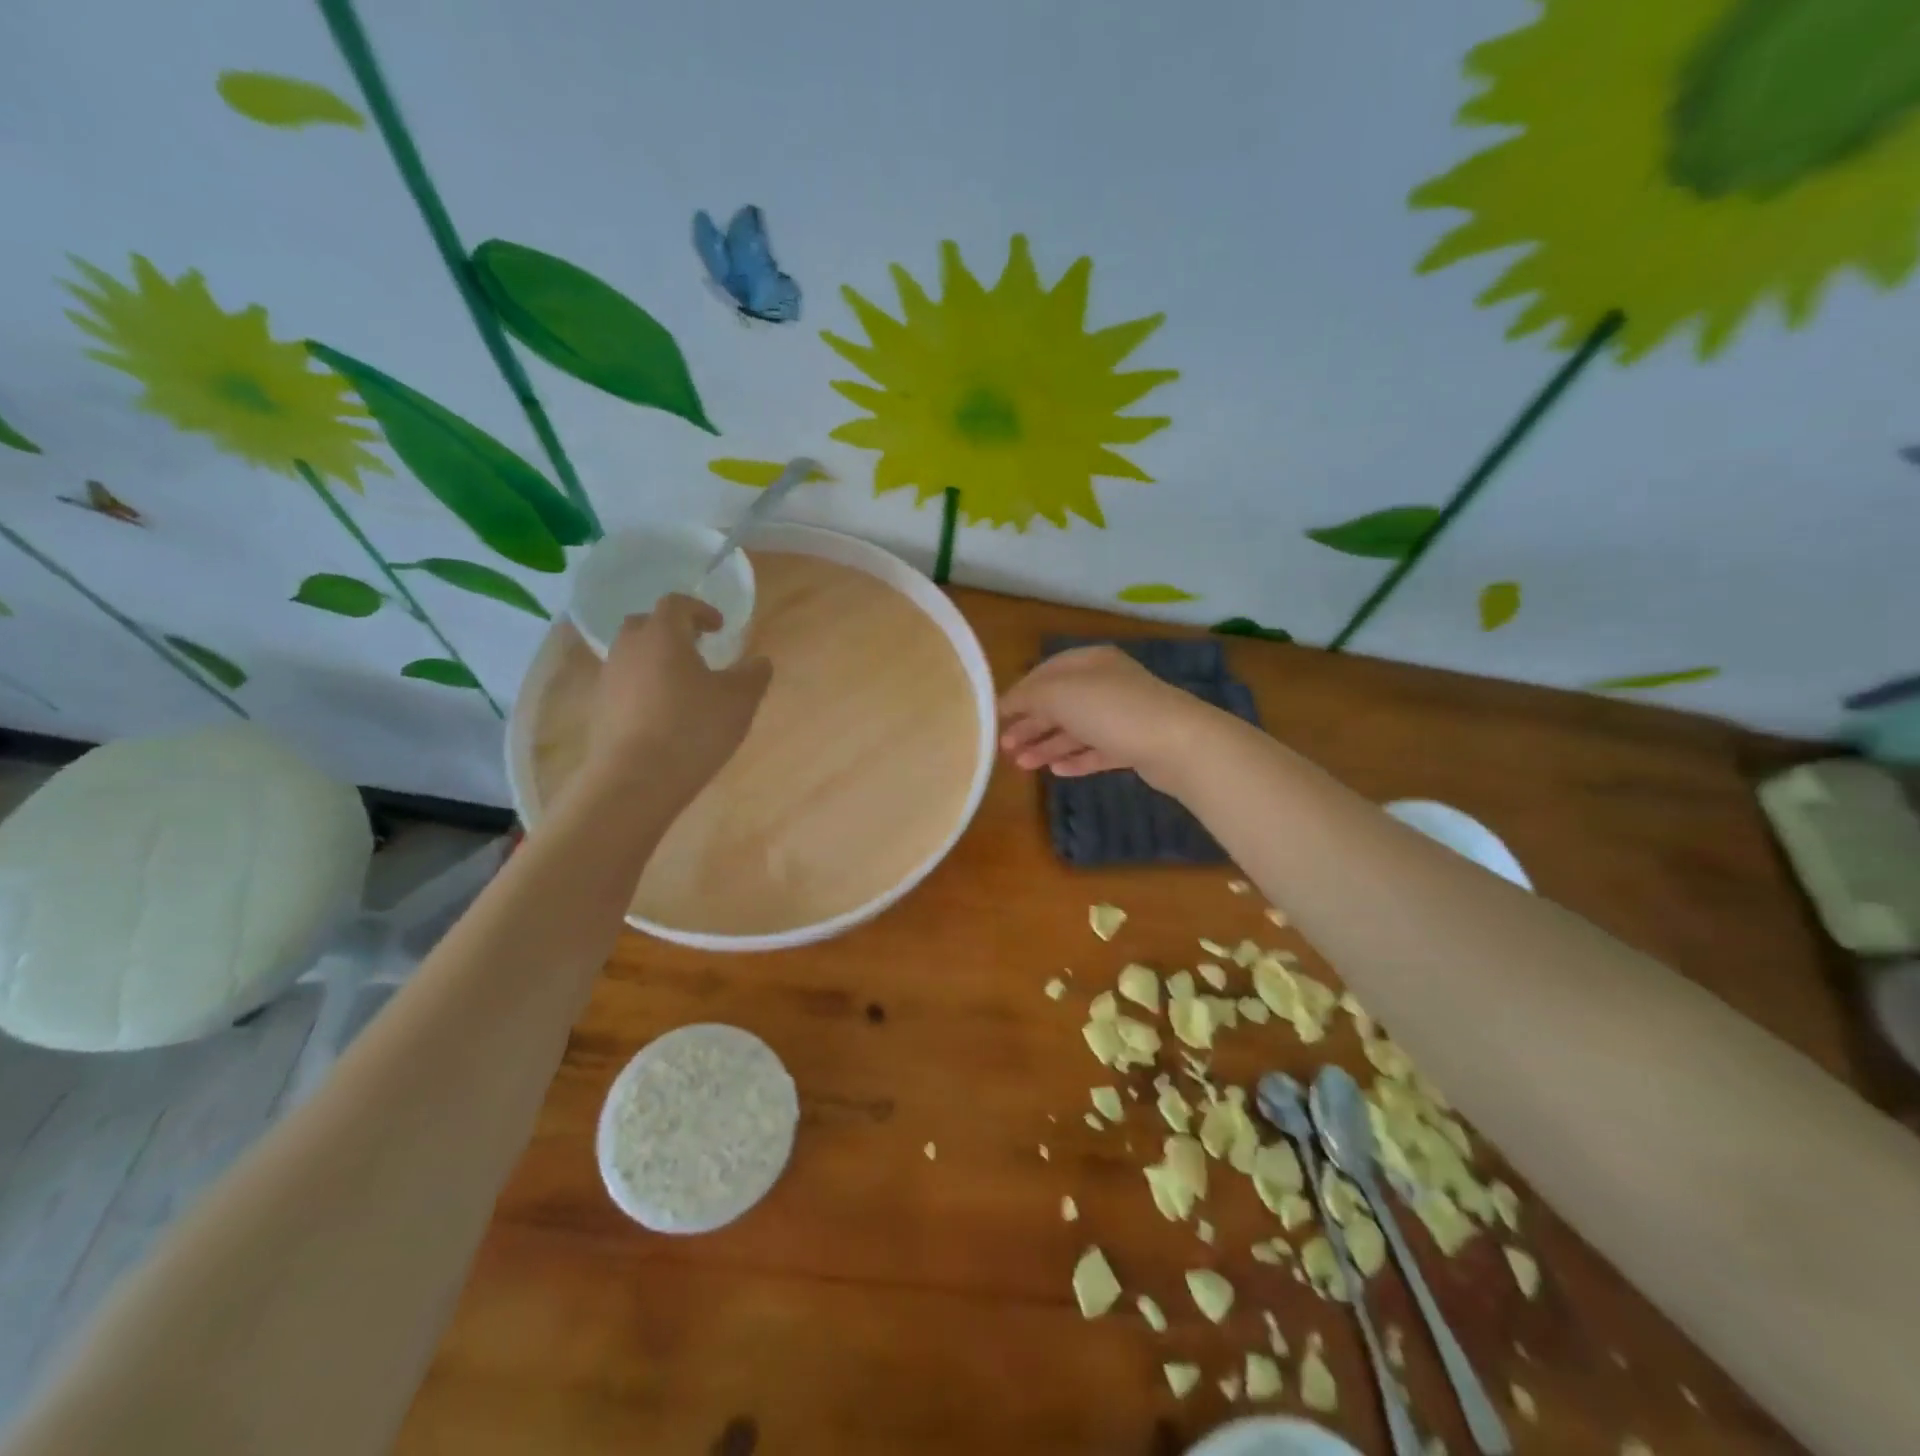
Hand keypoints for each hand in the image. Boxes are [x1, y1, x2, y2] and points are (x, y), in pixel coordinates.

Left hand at [586, 594, 771, 801]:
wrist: (635, 780)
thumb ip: (753, 675)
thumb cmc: (693, 729)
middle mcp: (629, 649)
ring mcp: (609, 679)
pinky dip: (644, 688)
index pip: (676, 604)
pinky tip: (664, 714)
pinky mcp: (600, 710)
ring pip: (632, 656)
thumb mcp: (739, 701)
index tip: (719, 628)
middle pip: (646, 624)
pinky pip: (624, 685)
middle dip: (671, 630)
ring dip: (656, 661)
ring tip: (682, 685)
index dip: (700, 610)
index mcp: (663, 635)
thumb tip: (759, 661)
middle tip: (696, 649)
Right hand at [997, 645, 1223, 790]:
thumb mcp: (1060, 694)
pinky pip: (1097, 751)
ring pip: (1076, 730)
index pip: (1045, 674)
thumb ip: (1028, 697)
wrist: (1177, 743)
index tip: (996, 718)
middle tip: (1005, 747)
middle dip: (1031, 725)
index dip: (1019, 694)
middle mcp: (1106, 685)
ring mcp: (1122, 716)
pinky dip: (1075, 760)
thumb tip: (1006, 703)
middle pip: (1059, 704)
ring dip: (1047, 746)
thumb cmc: (1111, 710)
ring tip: (1022, 766)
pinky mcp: (1134, 745)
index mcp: (1090, 663)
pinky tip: (1056, 772)